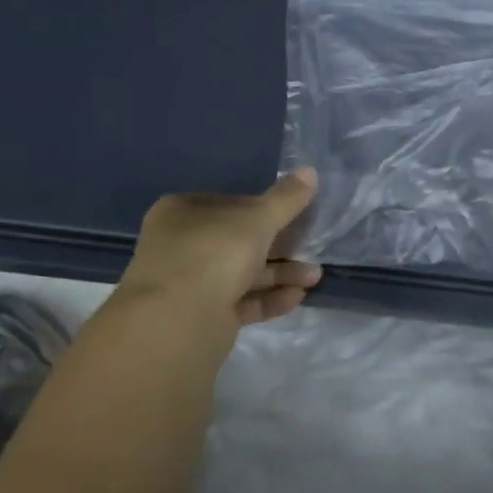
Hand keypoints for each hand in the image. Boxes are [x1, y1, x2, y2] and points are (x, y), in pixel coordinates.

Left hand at [117, 169, 322, 327]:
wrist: (178, 321)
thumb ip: (286, 199)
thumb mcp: (258, 219)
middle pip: (239, 241)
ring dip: (280, 274)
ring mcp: (190, 283)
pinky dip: (268, 298)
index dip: (265, 209)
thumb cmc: (214, 254)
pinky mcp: (202, 316)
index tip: (296, 217)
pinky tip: (297, 297)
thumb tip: (310, 171)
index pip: (231, 204)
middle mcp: (181, 245)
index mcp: (183, 212)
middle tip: (312, 250)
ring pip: (243, 273)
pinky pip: (241, 301)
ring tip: (315, 278)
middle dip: (280, 247)